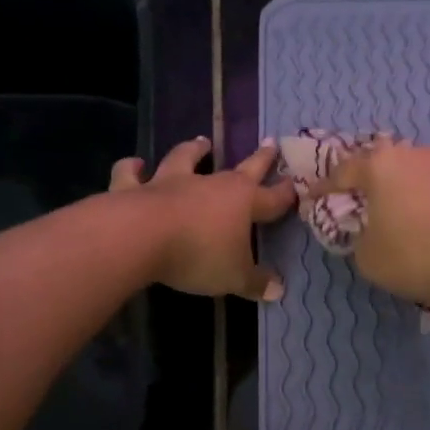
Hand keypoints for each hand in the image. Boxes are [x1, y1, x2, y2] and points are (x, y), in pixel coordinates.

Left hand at [110, 136, 296, 300]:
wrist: (141, 237)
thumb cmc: (198, 255)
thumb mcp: (234, 277)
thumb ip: (255, 282)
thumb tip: (278, 289)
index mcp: (242, 201)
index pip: (272, 197)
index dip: (286, 194)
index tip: (297, 185)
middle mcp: (210, 184)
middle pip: (241, 169)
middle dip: (259, 158)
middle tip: (270, 142)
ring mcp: (171, 182)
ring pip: (186, 159)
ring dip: (194, 150)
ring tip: (201, 141)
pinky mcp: (135, 188)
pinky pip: (132, 174)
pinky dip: (132, 167)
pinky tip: (134, 162)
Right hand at [307, 143, 429, 315]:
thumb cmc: (417, 259)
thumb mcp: (368, 258)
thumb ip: (359, 237)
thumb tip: (370, 229)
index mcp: (381, 165)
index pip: (343, 171)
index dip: (325, 186)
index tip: (313, 197)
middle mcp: (417, 152)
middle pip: (385, 164)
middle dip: (372, 181)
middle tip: (365, 201)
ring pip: (420, 170)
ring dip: (409, 187)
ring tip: (408, 211)